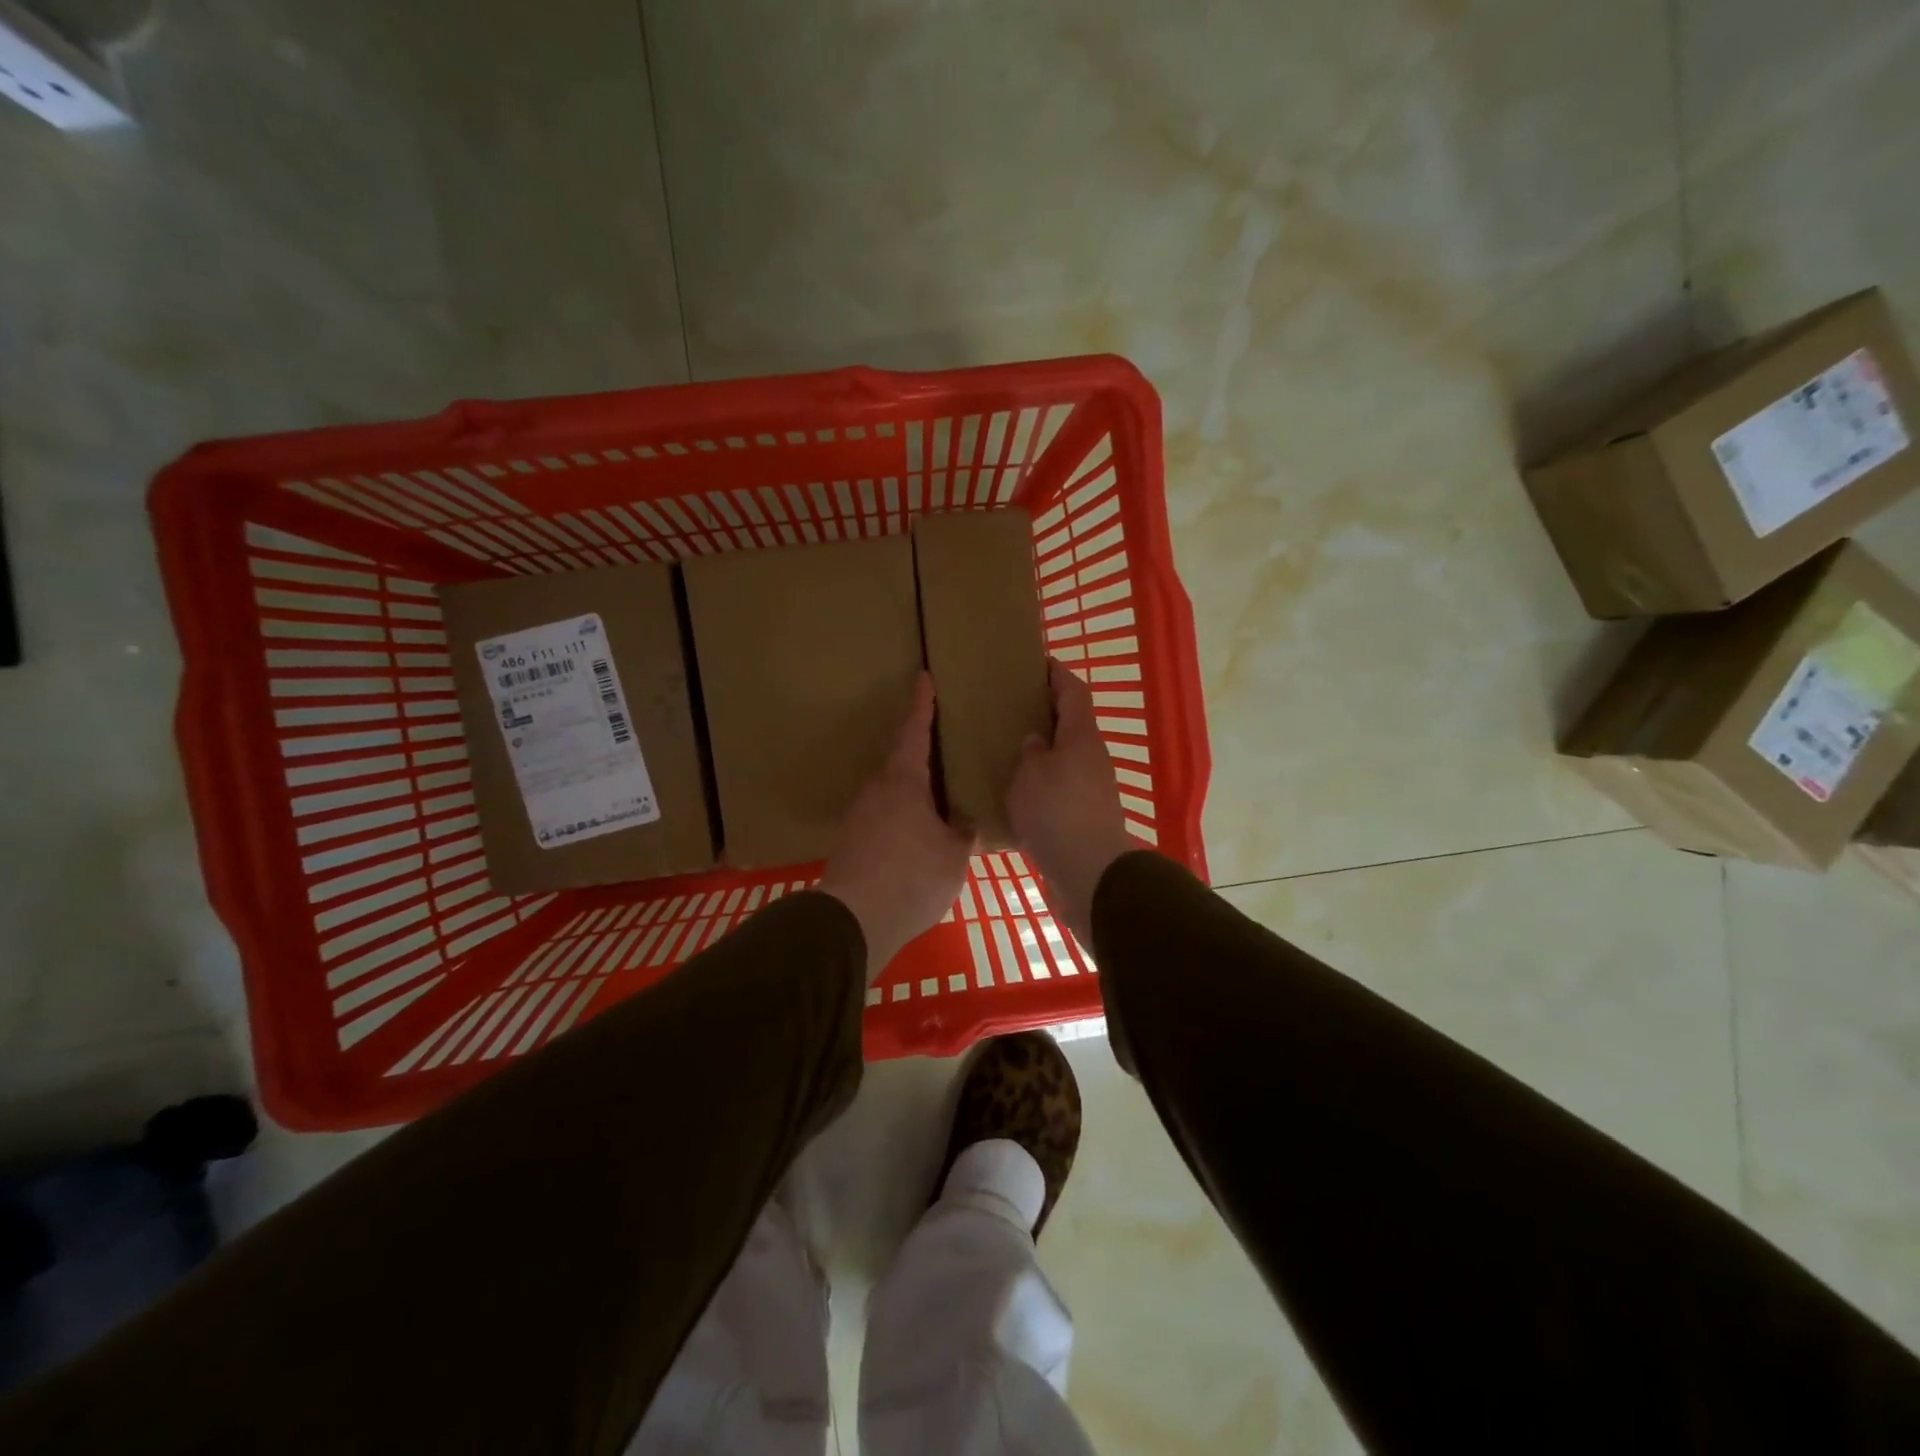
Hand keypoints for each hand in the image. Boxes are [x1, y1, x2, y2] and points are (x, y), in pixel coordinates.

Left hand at [819, 673, 975, 982]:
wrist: (853, 921)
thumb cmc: (912, 878)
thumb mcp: (953, 856)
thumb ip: (962, 834)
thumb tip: (965, 825)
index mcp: (903, 782)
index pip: (914, 732)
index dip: (921, 705)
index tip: (923, 678)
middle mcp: (876, 790)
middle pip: (901, 762)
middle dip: (922, 754)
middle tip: (947, 749)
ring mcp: (860, 816)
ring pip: (892, 792)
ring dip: (914, 790)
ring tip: (940, 798)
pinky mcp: (852, 842)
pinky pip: (884, 816)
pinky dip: (903, 815)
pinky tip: (918, 834)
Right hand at [1006, 658, 1137, 944]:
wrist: (1088, 870)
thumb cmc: (1055, 812)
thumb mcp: (1030, 775)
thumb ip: (1030, 753)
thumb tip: (1035, 742)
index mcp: (1080, 737)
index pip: (1073, 692)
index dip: (1057, 675)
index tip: (1040, 663)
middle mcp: (1093, 758)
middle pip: (1072, 725)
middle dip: (1047, 714)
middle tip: (1014, 709)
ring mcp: (1094, 788)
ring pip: (1067, 757)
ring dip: (1045, 751)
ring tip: (1011, 751)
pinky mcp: (1087, 816)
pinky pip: (1063, 787)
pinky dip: (1044, 781)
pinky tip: (1020, 792)